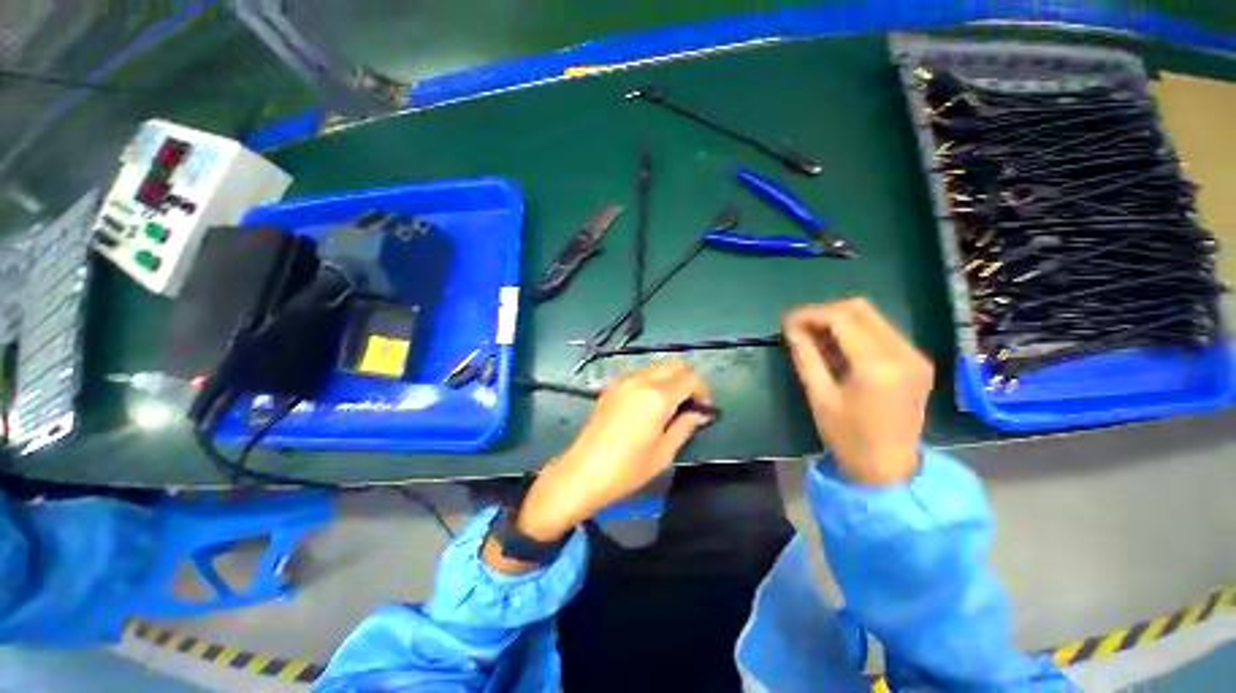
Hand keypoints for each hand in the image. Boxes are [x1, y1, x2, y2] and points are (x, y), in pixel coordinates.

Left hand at [484, 362, 712, 572]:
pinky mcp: (611, 388)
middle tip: (691, 404)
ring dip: (670, 380)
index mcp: (658, 396)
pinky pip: (639, 375)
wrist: (582, 473)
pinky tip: (649, 405)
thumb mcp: (664, 453)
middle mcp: (641, 381)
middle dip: (688, 380)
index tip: (705, 410)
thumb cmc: (627, 469)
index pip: (690, 378)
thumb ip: (685, 426)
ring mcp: (623, 382)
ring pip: (656, 368)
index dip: (703, 391)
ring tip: (672, 406)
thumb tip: (700, 413)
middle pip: (674, 365)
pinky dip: (652, 382)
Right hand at [783, 298, 933, 486]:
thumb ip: (805, 356)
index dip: (811, 314)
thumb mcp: (819, 396)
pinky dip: (855, 332)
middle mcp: (904, 354)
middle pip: (861, 310)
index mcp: (879, 367)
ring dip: (839, 321)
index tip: (787, 321)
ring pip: (872, 317)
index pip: (842, 319)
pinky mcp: (916, 361)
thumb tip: (790, 327)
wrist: (888, 469)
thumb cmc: (847, 437)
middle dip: (825, 313)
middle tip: (800, 327)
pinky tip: (837, 347)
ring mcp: (915, 356)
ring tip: (814, 337)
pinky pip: (882, 331)